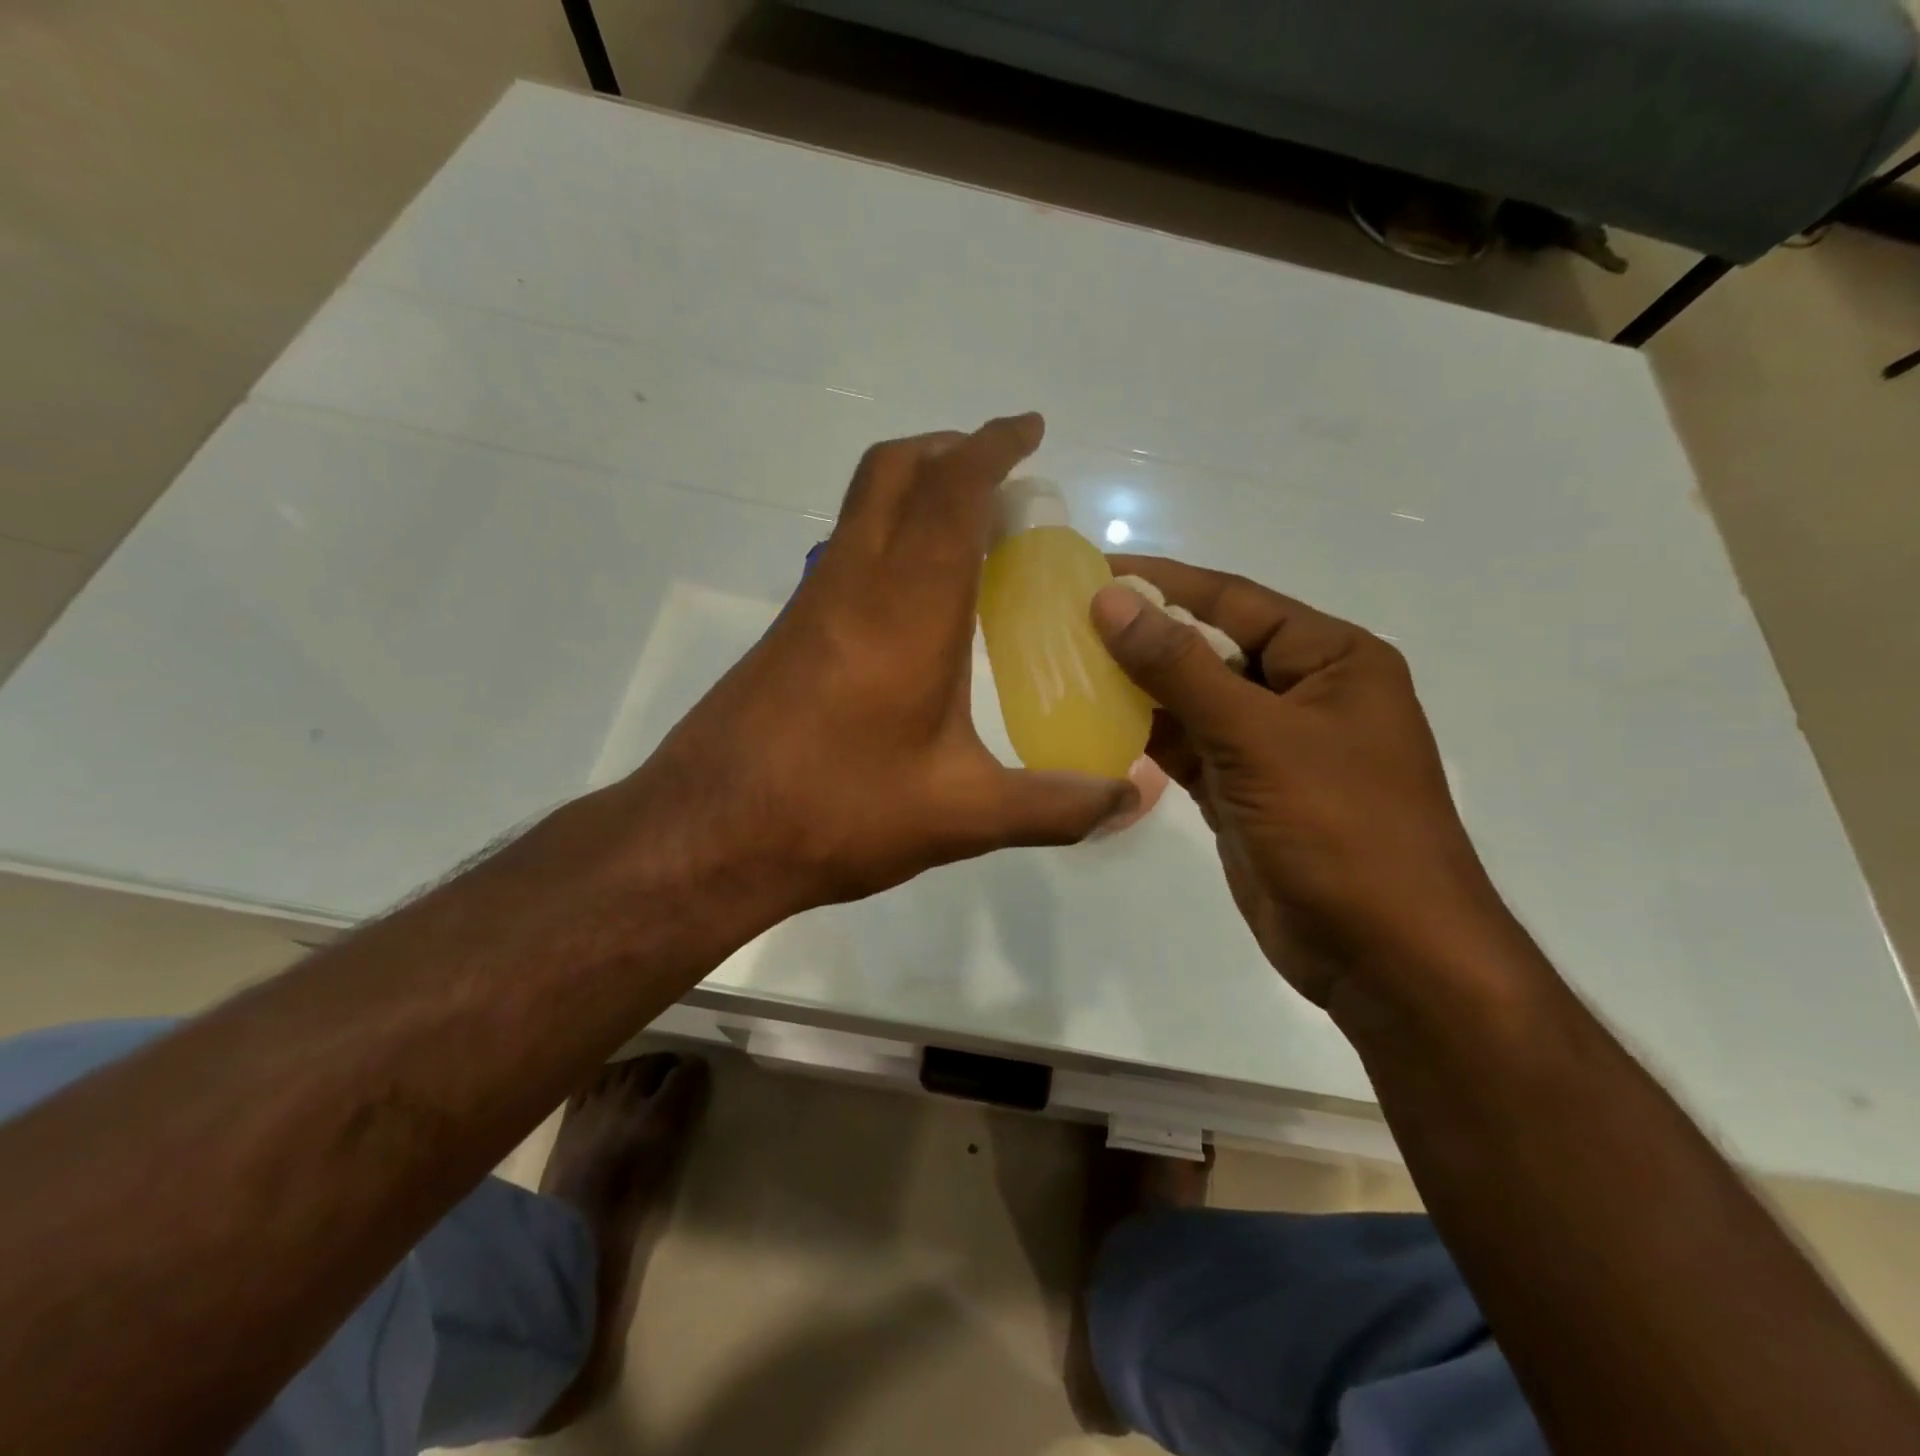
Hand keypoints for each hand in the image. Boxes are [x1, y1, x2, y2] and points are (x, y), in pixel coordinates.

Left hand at [629, 414, 1134, 914]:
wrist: (708, 836)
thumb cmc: (837, 814)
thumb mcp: (962, 816)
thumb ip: (1055, 806)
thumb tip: (1130, 802)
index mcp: (907, 608)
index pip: (951, 491)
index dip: (993, 446)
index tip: (1030, 430)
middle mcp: (853, 584)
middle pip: (894, 470)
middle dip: (950, 449)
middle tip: (1000, 473)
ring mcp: (811, 604)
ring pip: (862, 506)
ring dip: (915, 489)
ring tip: (970, 529)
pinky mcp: (788, 633)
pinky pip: (846, 551)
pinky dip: (889, 537)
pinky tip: (917, 603)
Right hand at [1092, 557, 1514, 1005]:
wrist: (1385, 956)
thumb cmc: (1339, 829)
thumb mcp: (1258, 737)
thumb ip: (1180, 668)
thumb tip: (1111, 602)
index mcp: (1330, 660)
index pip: (1234, 601)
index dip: (1164, 584)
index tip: (1093, 573)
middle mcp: (1302, 694)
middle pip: (1210, 649)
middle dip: (1144, 636)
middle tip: (1066, 623)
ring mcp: (1271, 747)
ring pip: (1193, 701)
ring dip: (1138, 688)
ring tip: (1067, 667)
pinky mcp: (1244, 792)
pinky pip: (1188, 749)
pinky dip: (1146, 737)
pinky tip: (1096, 723)